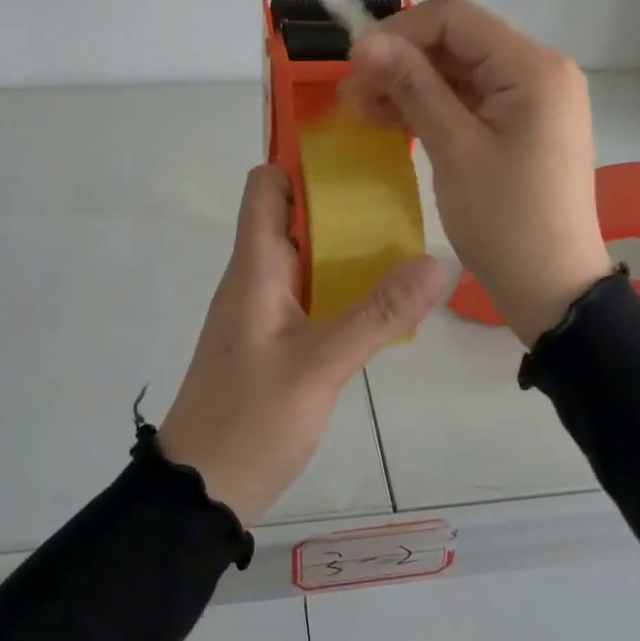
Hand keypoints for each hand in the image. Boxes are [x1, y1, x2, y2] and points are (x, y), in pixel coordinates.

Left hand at [158, 164, 446, 526]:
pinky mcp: (273, 338)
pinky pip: (308, 290)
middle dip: (338, 197)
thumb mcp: (320, 366)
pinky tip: (381, 294)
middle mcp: (255, 277)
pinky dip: (340, 280)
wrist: (202, 491)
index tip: (355, 150)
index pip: (265, 186)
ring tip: (403, 233)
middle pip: (291, 214)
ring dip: (343, 241)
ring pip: (303, 254)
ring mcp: (262, 309)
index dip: (301, 159)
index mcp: (254, 267)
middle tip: (398, 189)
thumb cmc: (249, 420)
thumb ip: (379, 314)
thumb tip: (436, 262)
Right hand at [340, 0, 611, 347]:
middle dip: (400, 61)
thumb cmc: (505, 221)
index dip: (398, 32)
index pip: (455, 17)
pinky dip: (431, 107)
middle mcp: (538, 70)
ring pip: (458, 71)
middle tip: (351, 95)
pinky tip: (392, 122)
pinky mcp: (522, 124)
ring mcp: (532, 99)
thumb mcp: (454, 149)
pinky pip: (469, 100)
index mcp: (532, 67)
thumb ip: (413, 86)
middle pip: (456, 42)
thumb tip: (365, 42)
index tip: (355, 65)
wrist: (553, 289)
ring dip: (409, 85)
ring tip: (362, 111)